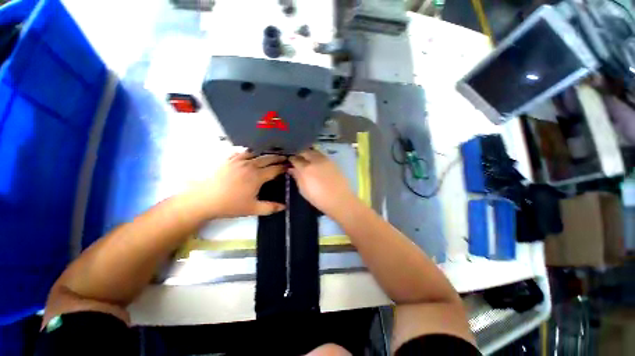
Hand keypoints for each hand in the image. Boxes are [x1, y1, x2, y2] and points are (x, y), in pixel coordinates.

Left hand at [184, 151, 285, 218]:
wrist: (205, 200)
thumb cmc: (230, 205)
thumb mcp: (252, 209)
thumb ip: (270, 207)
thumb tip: (284, 206)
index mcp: (257, 176)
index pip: (274, 169)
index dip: (283, 167)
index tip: (289, 166)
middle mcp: (250, 165)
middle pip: (267, 158)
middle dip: (277, 157)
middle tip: (284, 157)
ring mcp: (238, 161)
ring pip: (256, 153)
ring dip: (265, 153)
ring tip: (270, 153)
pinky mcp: (229, 160)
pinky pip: (242, 152)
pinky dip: (250, 151)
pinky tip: (251, 153)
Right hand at [289, 149, 357, 215]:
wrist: (339, 199)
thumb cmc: (319, 199)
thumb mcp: (303, 190)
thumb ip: (297, 177)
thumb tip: (292, 169)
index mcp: (306, 169)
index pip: (296, 159)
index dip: (292, 160)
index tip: (290, 162)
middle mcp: (315, 161)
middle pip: (305, 152)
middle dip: (300, 154)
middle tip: (298, 159)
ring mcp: (325, 160)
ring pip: (314, 151)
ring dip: (309, 153)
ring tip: (308, 159)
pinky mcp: (333, 162)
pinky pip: (322, 155)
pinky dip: (317, 156)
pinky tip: (317, 162)